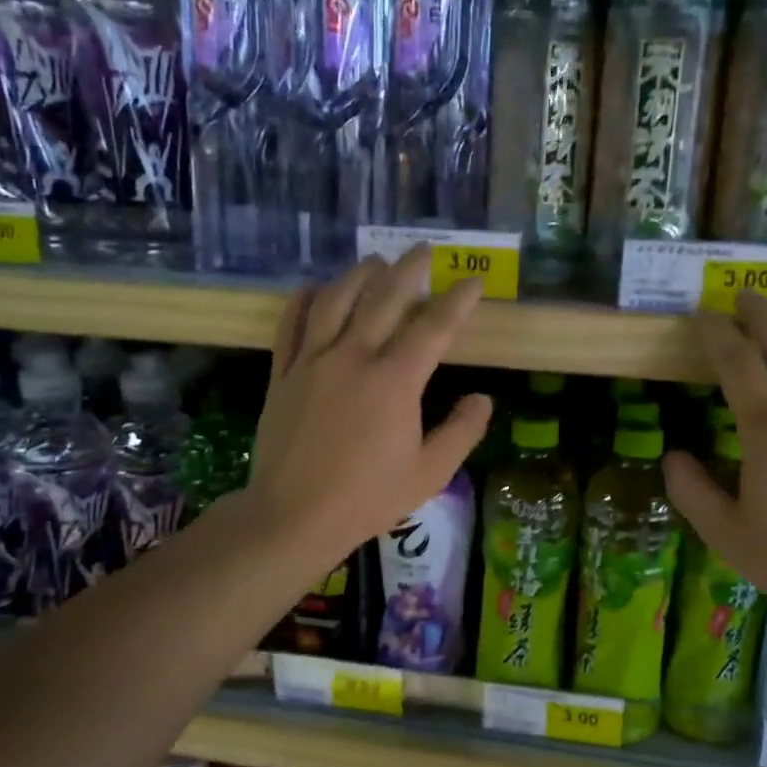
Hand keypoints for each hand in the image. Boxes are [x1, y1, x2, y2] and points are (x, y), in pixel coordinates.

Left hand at [248, 246, 492, 566]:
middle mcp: (353, 358)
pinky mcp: (283, 375)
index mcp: (395, 382)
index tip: (472, 281)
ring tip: (375, 261)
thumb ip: (461, 432)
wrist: (293, 516)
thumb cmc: (367, 498)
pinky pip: (290, 326)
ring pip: (335, 302)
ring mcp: (312, 363)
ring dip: (358, 275)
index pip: (433, 328)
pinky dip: (303, 301)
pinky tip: (313, 289)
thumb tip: (483, 399)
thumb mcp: (429, 474)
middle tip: (424, 251)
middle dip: (409, 270)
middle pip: (384, 299)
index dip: (457, 301)